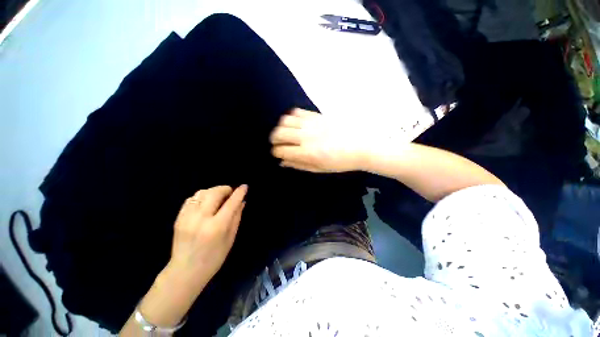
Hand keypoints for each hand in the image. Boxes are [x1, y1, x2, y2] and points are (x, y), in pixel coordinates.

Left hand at [167, 185, 247, 288]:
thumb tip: (242, 202)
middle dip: (225, 189)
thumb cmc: (213, 258)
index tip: (244, 186)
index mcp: (217, 227)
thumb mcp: (230, 239)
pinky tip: (206, 202)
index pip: (231, 203)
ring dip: (213, 191)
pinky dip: (201, 197)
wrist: (185, 272)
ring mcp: (187, 217)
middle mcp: (201, 219)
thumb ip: (236, 218)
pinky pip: (191, 199)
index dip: (239, 193)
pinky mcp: (178, 218)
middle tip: (230, 192)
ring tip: (219, 196)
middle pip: (214, 193)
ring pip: (201, 193)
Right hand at [270, 108, 367, 172]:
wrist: (361, 145)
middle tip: (278, 143)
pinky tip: (296, 124)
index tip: (278, 153)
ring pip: (285, 120)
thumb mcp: (319, 168)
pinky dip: (292, 117)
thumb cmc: (340, 162)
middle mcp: (306, 136)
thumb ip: (299, 165)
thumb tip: (282, 162)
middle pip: (279, 133)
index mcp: (307, 153)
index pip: (281, 150)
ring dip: (281, 127)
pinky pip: (297, 112)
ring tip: (286, 133)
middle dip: (274, 139)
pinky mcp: (317, 115)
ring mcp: (312, 124)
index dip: (276, 152)